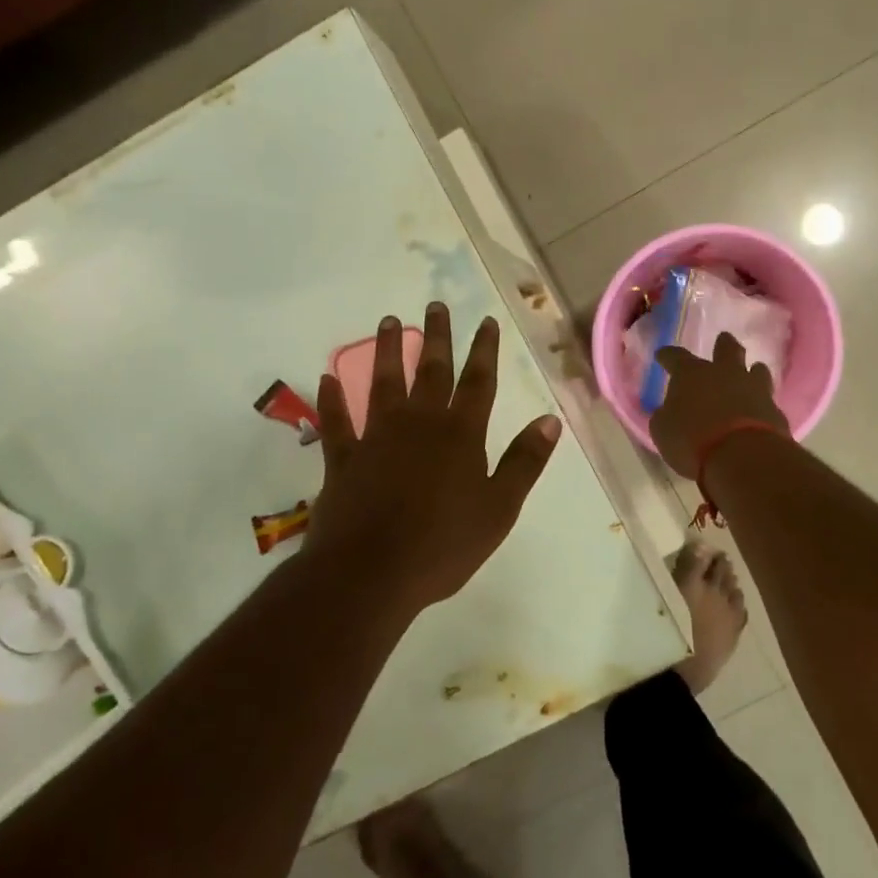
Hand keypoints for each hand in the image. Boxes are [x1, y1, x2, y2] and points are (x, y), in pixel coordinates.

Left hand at [304, 304, 560, 606]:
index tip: (486, 321)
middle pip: (431, 371)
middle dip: (436, 337)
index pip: (478, 382)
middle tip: (435, 305)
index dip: (484, 350)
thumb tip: (550, 419)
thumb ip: (524, 461)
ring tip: (388, 321)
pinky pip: (336, 423)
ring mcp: (377, 438)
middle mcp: (419, 424)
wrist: (371, 573)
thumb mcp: (499, 508)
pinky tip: (327, 377)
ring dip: (387, 351)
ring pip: (383, 384)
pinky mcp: (344, 459)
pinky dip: (332, 400)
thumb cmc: (443, 544)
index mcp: (460, 435)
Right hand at [648, 331, 789, 478]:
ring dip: (752, 370)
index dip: (667, 356)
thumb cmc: (692, 440)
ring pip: (756, 369)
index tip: (662, 355)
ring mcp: (753, 389)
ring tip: (752, 370)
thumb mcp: (663, 430)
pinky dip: (761, 403)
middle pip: (726, 349)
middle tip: (723, 339)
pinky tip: (760, 409)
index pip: (675, 357)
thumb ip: (665, 416)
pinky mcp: (774, 410)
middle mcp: (724, 373)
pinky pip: (767, 400)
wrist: (742, 456)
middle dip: (723, 344)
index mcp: (691, 374)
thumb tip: (668, 411)